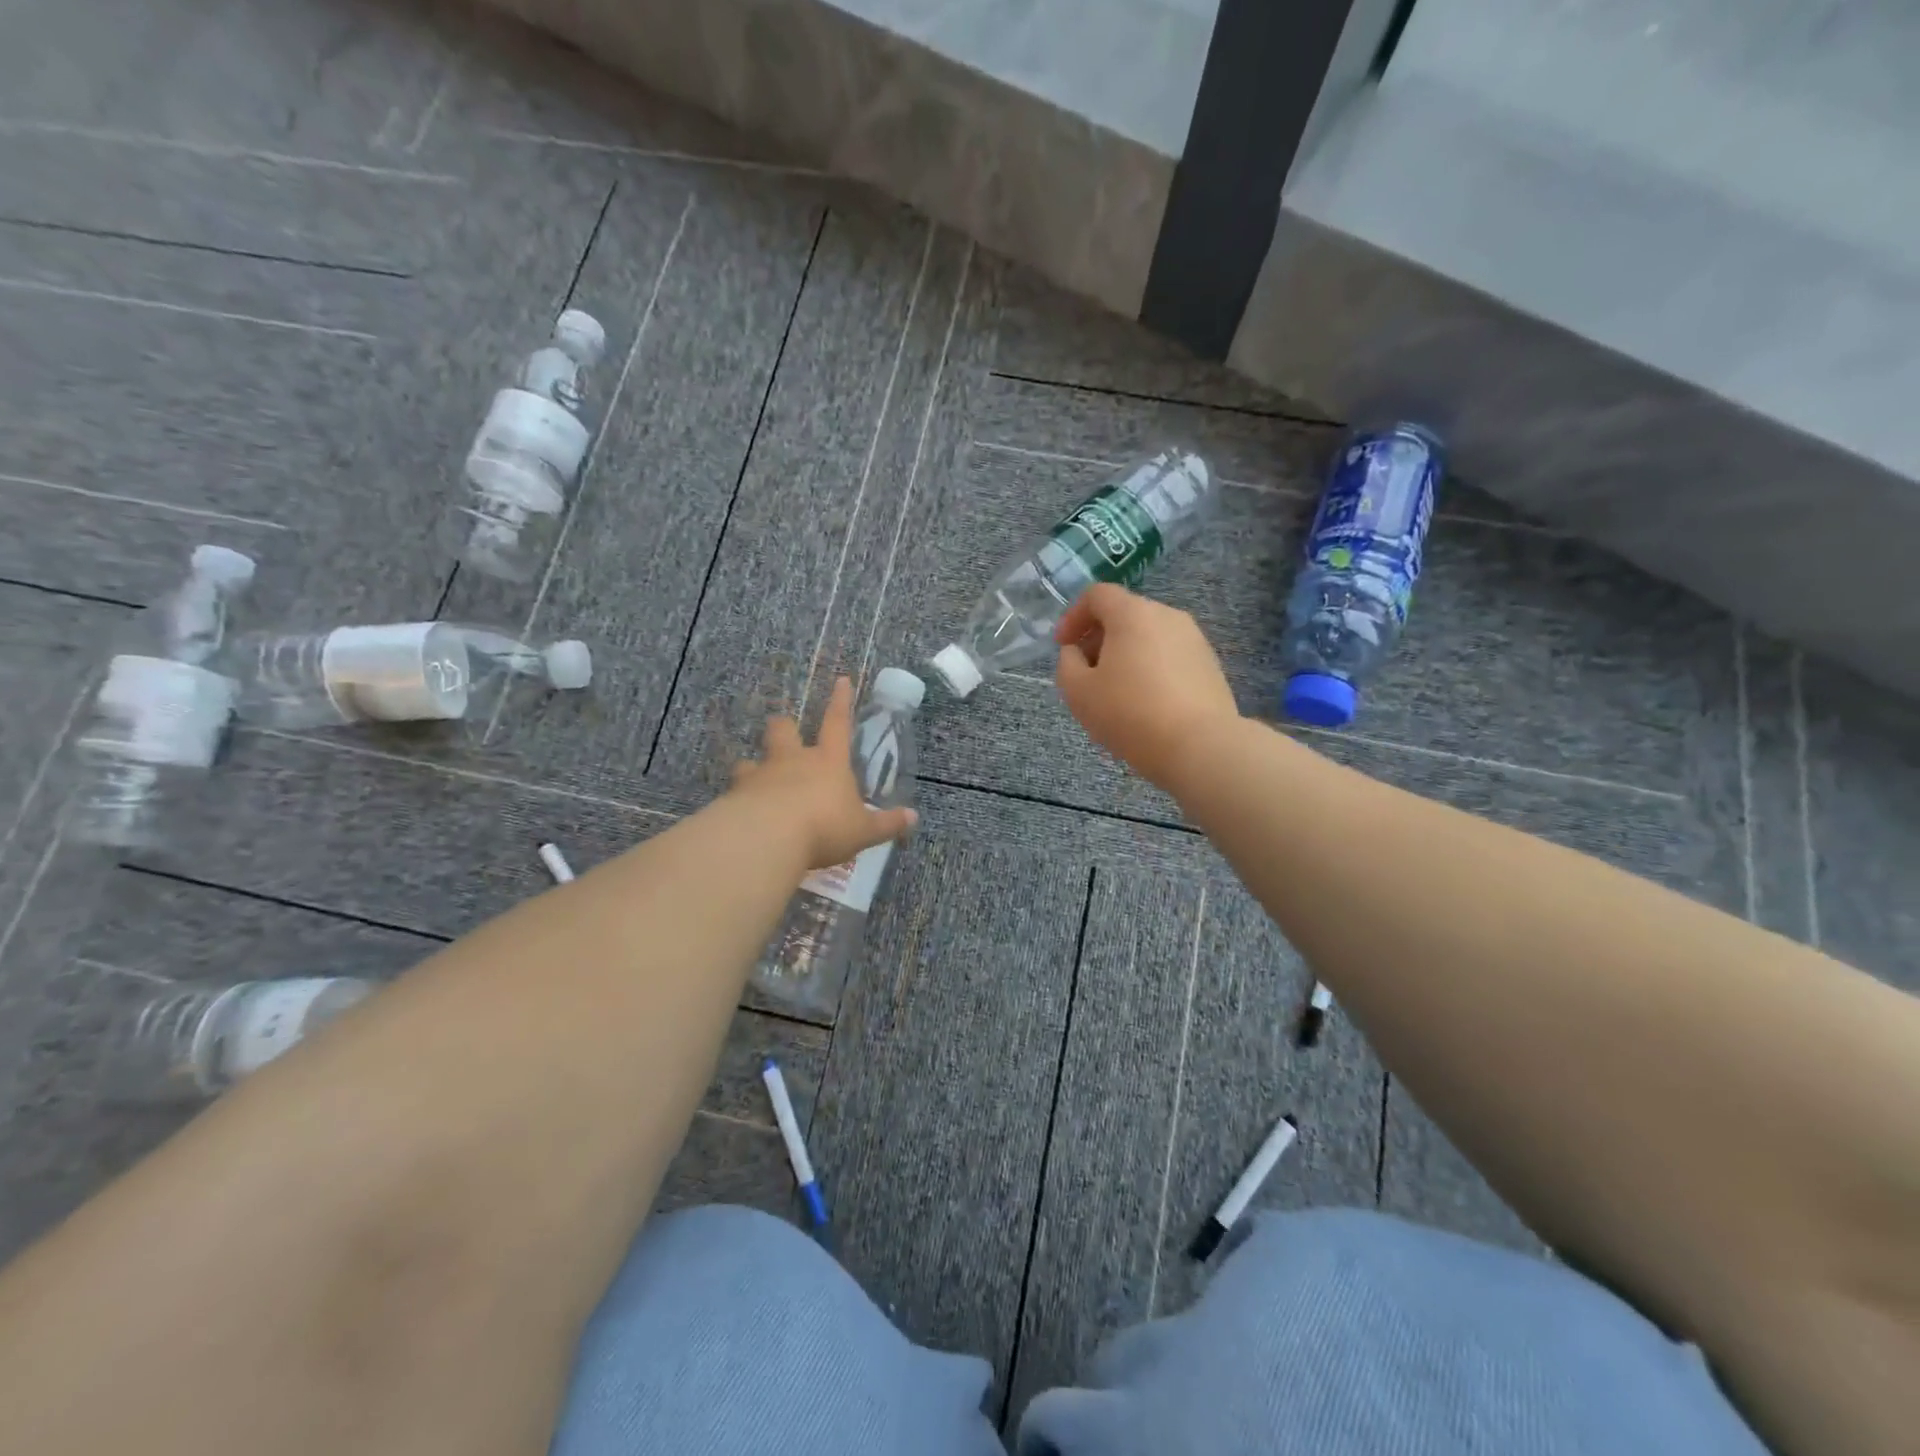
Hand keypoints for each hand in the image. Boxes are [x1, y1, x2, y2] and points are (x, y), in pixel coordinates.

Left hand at [729, 676, 917, 870]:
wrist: (768, 838)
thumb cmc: (825, 827)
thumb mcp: (863, 830)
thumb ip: (886, 824)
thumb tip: (913, 817)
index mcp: (828, 762)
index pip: (837, 723)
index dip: (840, 701)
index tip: (841, 679)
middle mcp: (793, 760)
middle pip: (784, 730)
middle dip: (784, 728)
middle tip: (785, 733)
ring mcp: (760, 775)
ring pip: (751, 759)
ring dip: (754, 766)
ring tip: (755, 779)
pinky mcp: (735, 796)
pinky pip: (735, 791)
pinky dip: (739, 799)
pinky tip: (740, 813)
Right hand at [1054, 584, 1240, 789]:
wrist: (1200, 747)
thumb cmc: (1130, 713)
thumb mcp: (1078, 692)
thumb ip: (1067, 664)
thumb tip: (1077, 653)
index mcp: (1133, 614)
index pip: (1097, 595)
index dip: (1073, 616)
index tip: (1063, 647)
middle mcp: (1167, 616)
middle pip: (1125, 614)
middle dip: (1099, 638)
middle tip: (1085, 673)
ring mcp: (1194, 640)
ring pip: (1149, 636)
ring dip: (1125, 655)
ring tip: (1115, 693)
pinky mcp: (1210, 665)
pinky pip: (1169, 656)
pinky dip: (1150, 669)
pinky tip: (1145, 704)